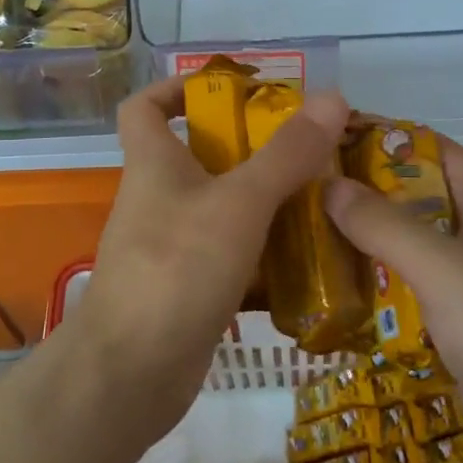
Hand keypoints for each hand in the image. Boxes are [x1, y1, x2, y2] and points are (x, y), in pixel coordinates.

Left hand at [70, 77, 349, 449]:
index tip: (233, 90)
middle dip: (251, 148)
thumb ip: (285, 154)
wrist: (131, 374)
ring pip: (222, 207)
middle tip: (308, 149)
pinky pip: (231, 254)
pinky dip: (264, 251)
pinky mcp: (189, 286)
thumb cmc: (177, 269)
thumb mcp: (238, 203)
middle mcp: (158, 198)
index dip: (179, 88)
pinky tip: (309, 258)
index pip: (145, 106)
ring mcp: (172, 245)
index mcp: (154, 163)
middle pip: (200, 155)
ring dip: (266, 201)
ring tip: (324, 198)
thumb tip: (331, 97)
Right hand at [323, 138, 462, 462]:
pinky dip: (374, 280)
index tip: (311, 144)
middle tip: (292, 196)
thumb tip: (328, 184)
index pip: (418, 144)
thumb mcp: (445, 271)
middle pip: (405, 191)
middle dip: (354, 191)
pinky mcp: (459, 314)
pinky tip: (329, 288)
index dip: (369, 136)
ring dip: (359, 238)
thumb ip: (385, 225)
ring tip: (297, 238)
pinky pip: (408, 282)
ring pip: (403, 239)